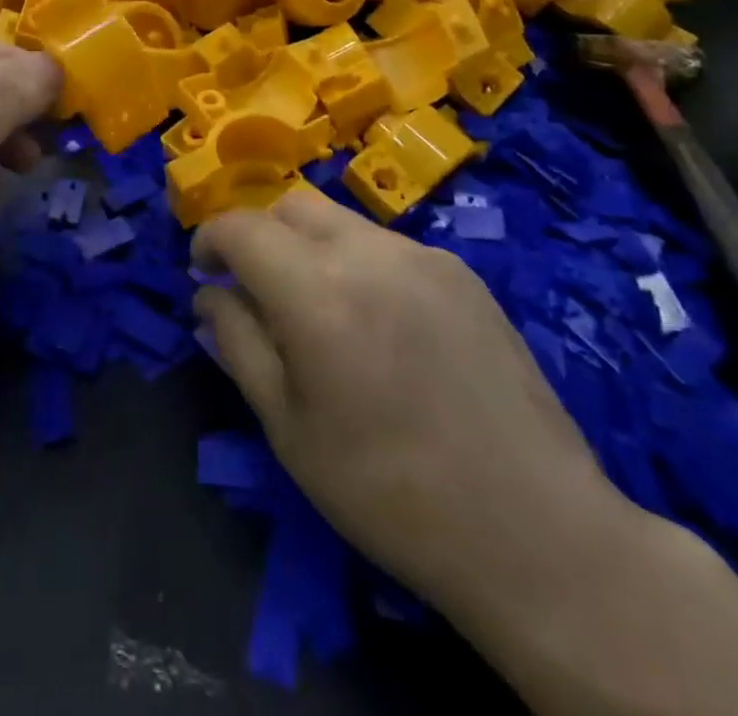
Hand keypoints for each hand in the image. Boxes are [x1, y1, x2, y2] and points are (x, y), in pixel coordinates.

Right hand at [193, 191, 640, 626]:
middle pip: (291, 206)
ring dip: (309, 246)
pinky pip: (387, 245)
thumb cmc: (389, 492)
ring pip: (340, 220)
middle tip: (255, 288)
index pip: (241, 227)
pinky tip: (379, 324)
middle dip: (259, 235)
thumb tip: (208, 296)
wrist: (535, 531)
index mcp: (317, 293)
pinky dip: (358, 262)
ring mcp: (422, 256)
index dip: (210, 240)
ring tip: (319, 310)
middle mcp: (369, 253)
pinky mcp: (463, 272)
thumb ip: (238, 344)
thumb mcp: (288, 427)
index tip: (202, 272)